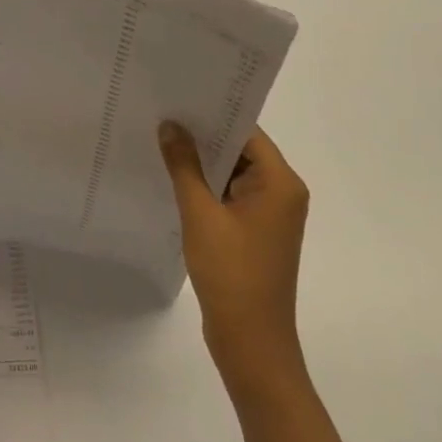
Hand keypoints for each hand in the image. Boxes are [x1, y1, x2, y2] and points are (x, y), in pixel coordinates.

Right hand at [159, 122, 309, 400]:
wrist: (251, 342)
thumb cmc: (232, 273)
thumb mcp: (201, 214)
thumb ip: (184, 166)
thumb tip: (170, 125)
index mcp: (280, 184)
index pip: (246, 132)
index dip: (213, 114)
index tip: (177, 98)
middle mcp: (281, 193)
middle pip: (240, 150)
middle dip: (202, 136)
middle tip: (161, 114)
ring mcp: (269, 215)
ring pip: (232, 173)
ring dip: (201, 162)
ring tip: (160, 140)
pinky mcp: (254, 232)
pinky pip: (228, 195)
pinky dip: (205, 186)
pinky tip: (172, 178)